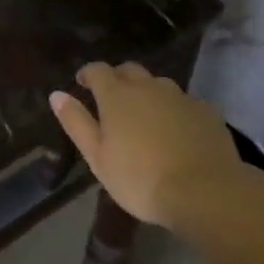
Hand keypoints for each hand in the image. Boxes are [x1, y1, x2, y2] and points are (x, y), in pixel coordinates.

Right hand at [50, 63, 245, 230]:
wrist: (205, 192)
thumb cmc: (141, 179)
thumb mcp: (98, 157)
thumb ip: (76, 123)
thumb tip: (56, 94)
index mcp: (116, 94)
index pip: (97, 70)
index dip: (88, 74)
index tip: (83, 84)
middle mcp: (147, 86)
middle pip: (129, 70)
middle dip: (118, 78)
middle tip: (114, 99)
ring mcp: (179, 96)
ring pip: (159, 84)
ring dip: (149, 93)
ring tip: (147, 117)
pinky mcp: (206, 110)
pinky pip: (185, 102)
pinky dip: (176, 110)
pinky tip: (179, 131)